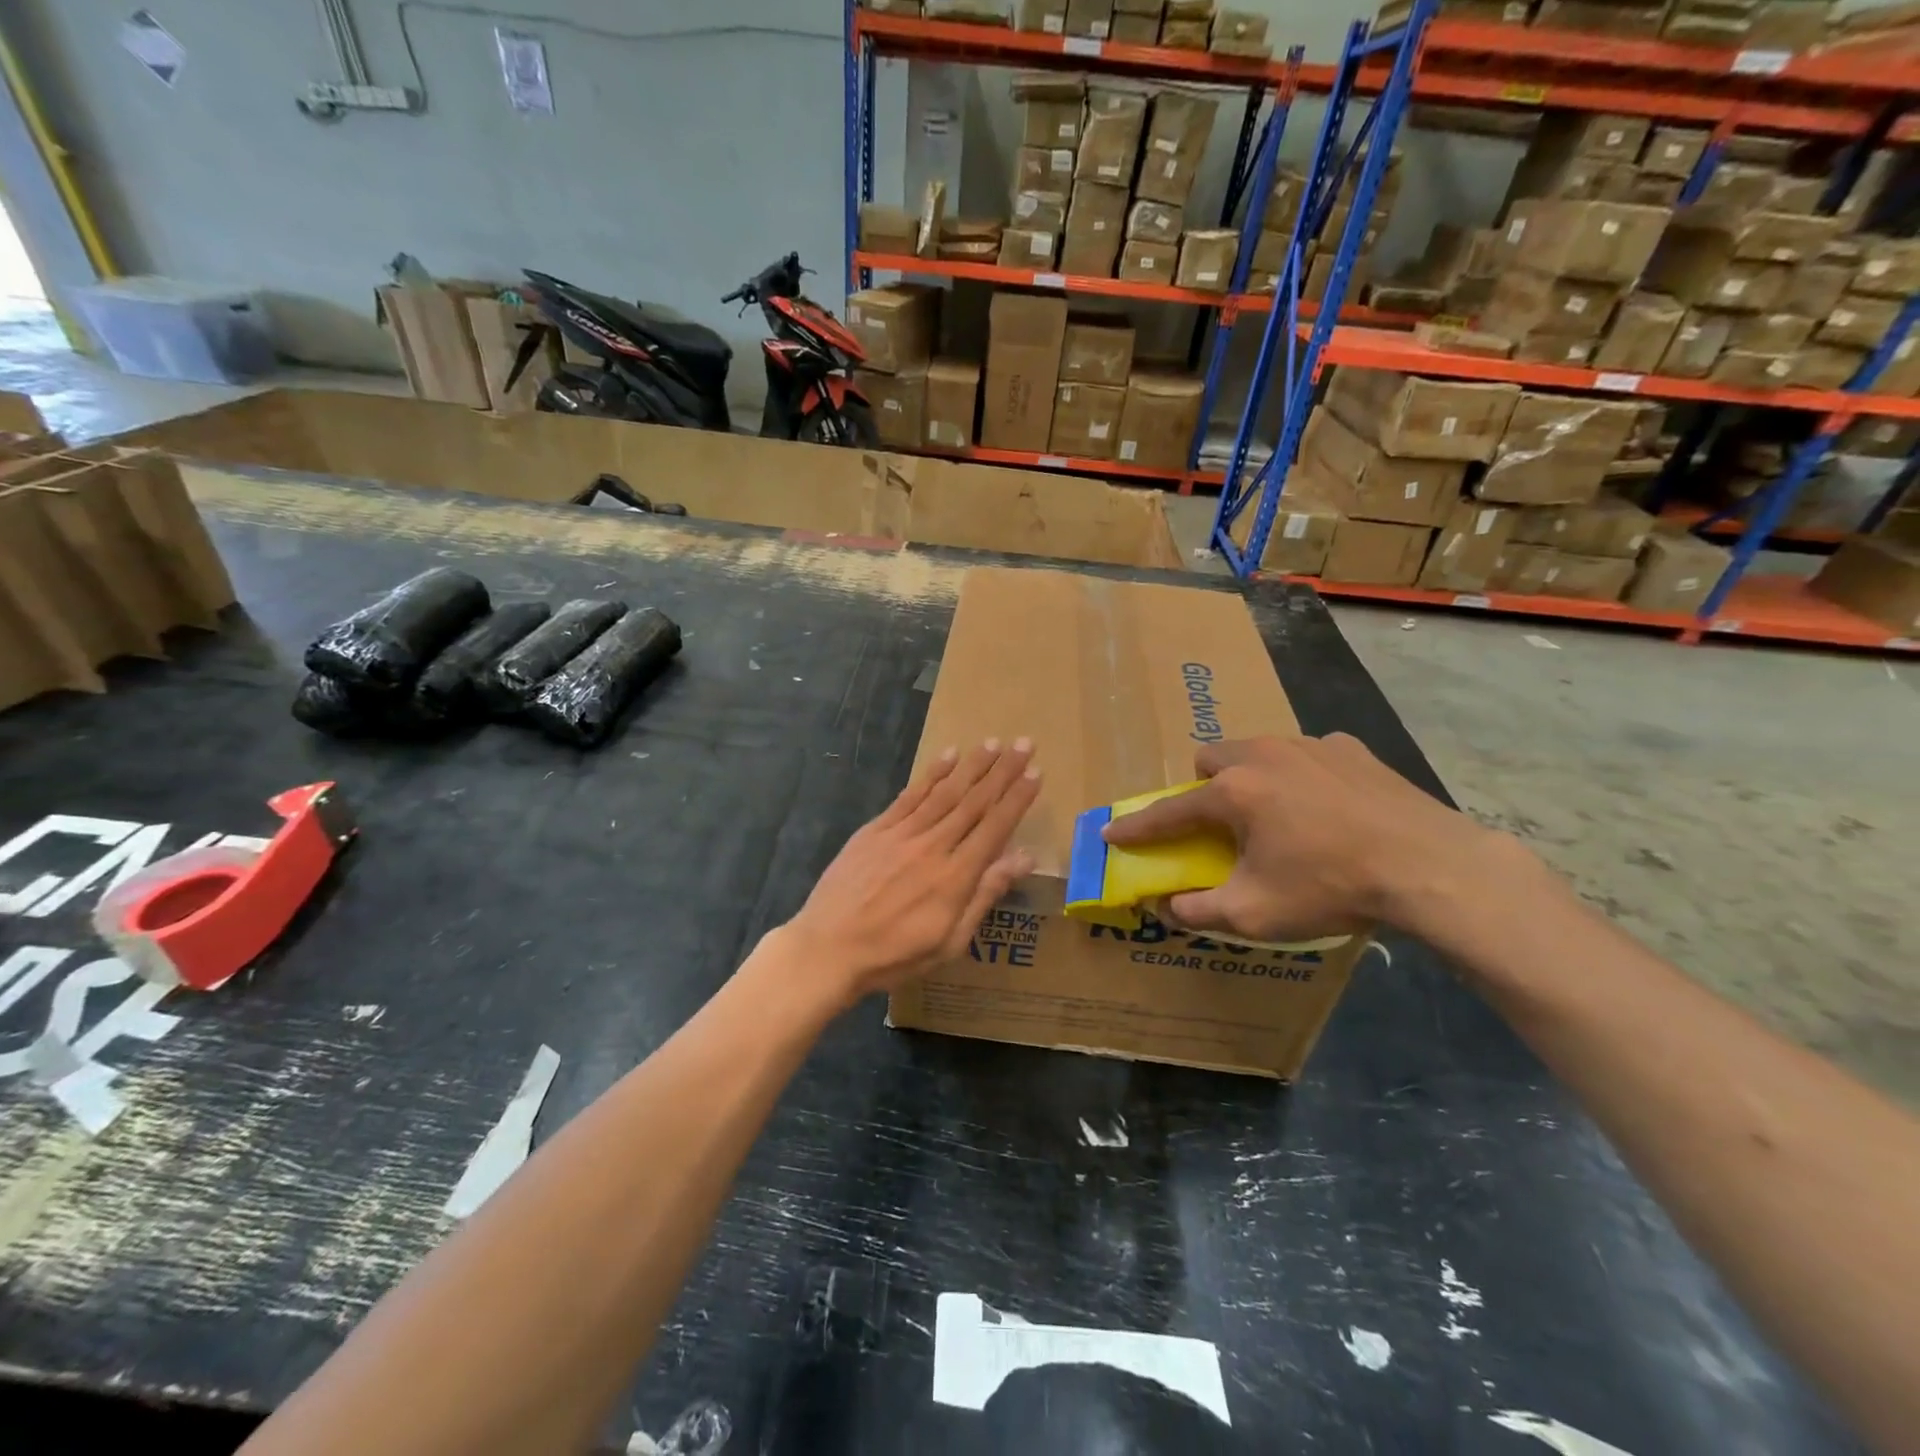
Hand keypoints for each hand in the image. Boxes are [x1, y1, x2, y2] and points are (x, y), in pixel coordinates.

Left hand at [784, 739, 1040, 1004]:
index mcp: (956, 876)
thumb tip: (1024, 858)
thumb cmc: (895, 954)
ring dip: (972, 766)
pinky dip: (931, 774)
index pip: (995, 827)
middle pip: (974, 802)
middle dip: (1003, 771)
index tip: (1036, 773)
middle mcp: (933, 846)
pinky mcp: (876, 830)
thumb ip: (985, 894)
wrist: (829, 948)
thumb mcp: (950, 940)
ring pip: (945, 792)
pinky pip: (910, 796)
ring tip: (993, 743)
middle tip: (1024, 744)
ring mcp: (902, 834)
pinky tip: (948, 756)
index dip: (1017, 799)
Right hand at [1102, 734, 1493, 942]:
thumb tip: (1166, 906)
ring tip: (1276, 813)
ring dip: (1250, 776)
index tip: (1112, 832)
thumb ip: (1198, 910)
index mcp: (1233, 792)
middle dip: (1204, 787)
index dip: (1137, 827)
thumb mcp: (1254, 913)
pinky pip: (1305, 753)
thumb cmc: (1331, 887)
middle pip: (1211, 759)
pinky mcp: (1350, 748)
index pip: (1169, 811)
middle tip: (1221, 823)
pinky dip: (1300, 775)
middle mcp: (1263, 755)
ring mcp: (1309, 745)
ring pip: (1257, 749)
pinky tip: (1326, 807)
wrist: (1430, 867)